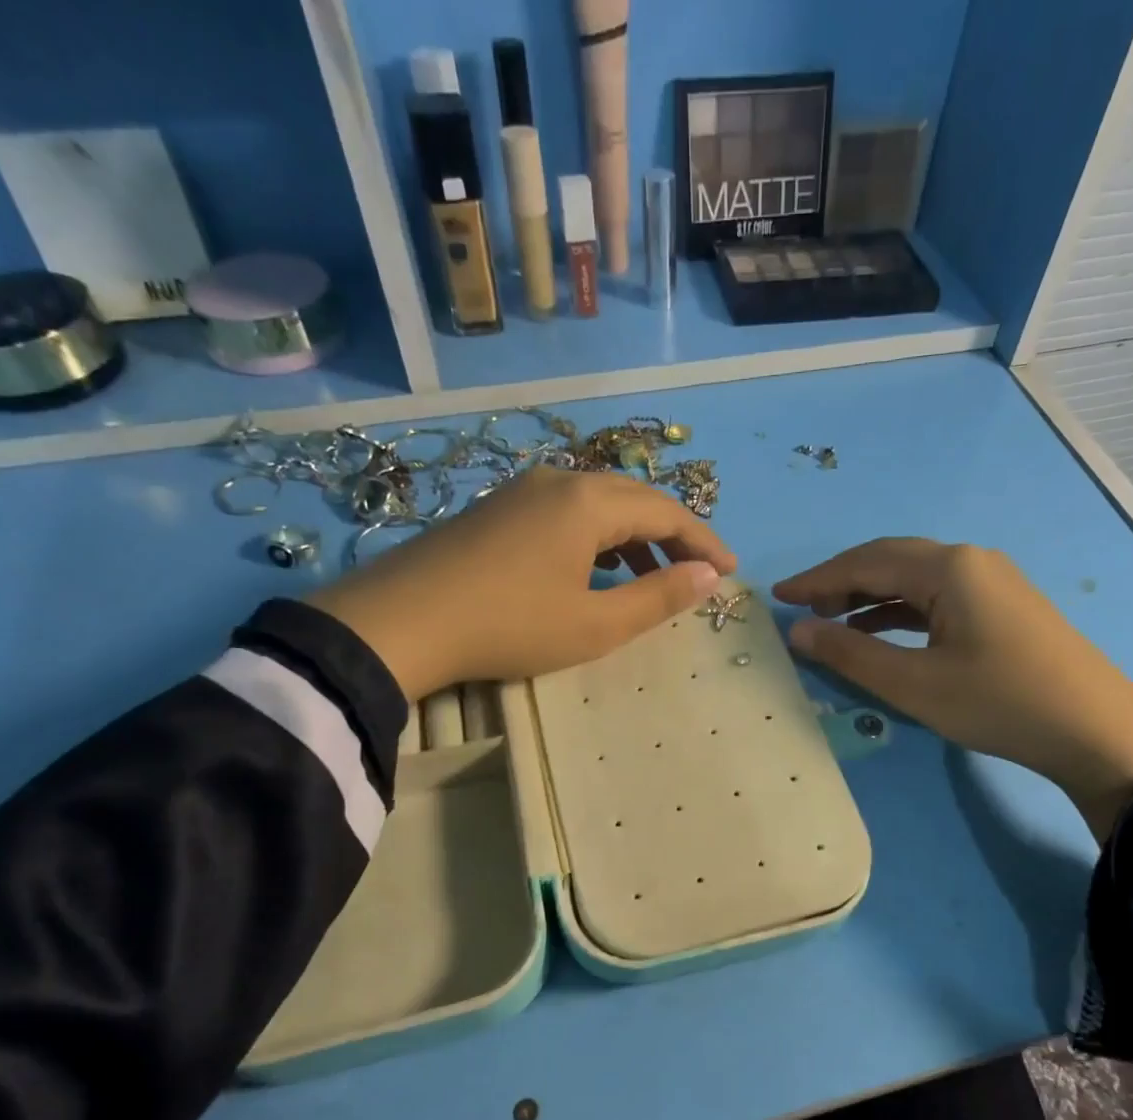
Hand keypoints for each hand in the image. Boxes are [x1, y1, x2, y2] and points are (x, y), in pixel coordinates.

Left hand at [309, 467, 736, 700]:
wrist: (402, 622)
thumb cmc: (511, 626)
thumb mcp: (595, 625)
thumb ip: (658, 597)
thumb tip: (710, 576)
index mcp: (590, 502)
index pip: (666, 511)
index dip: (704, 541)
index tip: (730, 571)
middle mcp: (560, 481)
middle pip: (634, 498)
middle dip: (673, 534)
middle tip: (698, 571)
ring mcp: (522, 491)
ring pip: (597, 503)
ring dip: (634, 534)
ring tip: (652, 572)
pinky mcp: (497, 509)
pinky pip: (566, 512)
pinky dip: (596, 537)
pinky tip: (594, 568)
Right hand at [774, 539, 1132, 839]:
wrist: (1096, 730)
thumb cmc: (999, 703)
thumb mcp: (915, 684)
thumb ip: (851, 655)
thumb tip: (798, 630)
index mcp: (948, 568)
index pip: (866, 562)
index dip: (817, 579)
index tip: (778, 595)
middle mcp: (970, 561)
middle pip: (890, 561)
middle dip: (841, 582)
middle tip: (803, 608)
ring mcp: (991, 581)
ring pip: (915, 579)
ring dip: (870, 597)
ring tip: (833, 622)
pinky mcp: (1002, 606)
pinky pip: (937, 598)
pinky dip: (901, 612)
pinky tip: (882, 633)